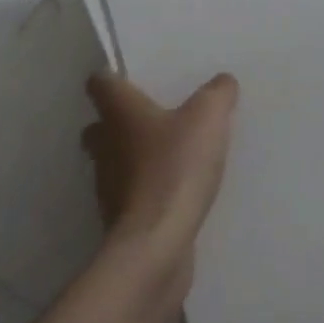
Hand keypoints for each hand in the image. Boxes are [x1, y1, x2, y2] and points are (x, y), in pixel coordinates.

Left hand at [82, 72, 237, 293]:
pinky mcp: (121, 220)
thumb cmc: (175, 167)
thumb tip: (223, 82)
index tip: (131, 77)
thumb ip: (217, 93)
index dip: (112, 77)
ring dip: (135, 157)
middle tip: (154, 116)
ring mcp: (108, 186)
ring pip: (114, 161)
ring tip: (171, 153)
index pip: (100, 83)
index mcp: (119, 113)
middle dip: (120, 121)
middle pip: (101, 126)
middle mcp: (105, 146)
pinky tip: (176, 189)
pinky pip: (132, 194)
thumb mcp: (209, 117)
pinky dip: (147, 190)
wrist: (156, 245)